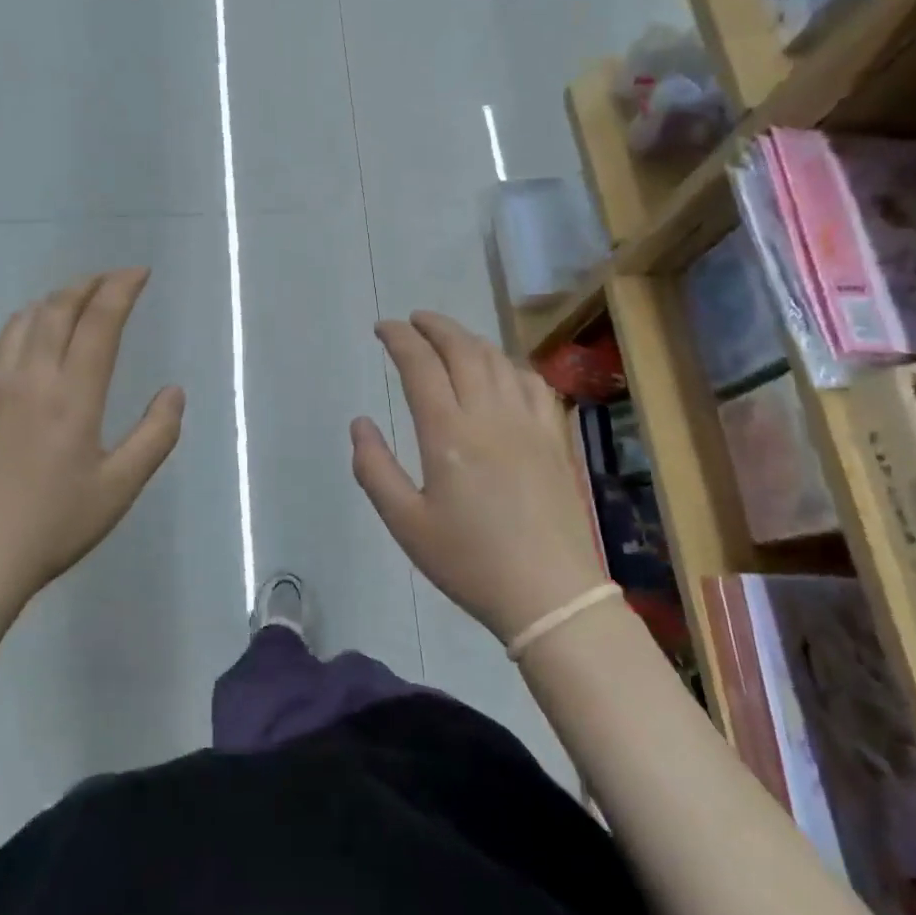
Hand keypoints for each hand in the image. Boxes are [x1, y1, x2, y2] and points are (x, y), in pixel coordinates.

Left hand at [0, 269, 185, 603]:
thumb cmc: (55, 524)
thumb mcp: (120, 487)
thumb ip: (156, 435)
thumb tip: (173, 390)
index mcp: (73, 394)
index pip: (100, 320)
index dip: (121, 288)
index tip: (139, 274)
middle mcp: (30, 375)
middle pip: (58, 307)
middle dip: (88, 284)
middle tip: (110, 280)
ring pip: (21, 321)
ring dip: (52, 302)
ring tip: (71, 304)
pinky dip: (14, 330)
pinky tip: (21, 342)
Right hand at [351, 312, 607, 643]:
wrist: (550, 595)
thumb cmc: (469, 561)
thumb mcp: (405, 523)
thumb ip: (374, 468)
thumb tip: (360, 423)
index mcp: (448, 433)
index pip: (420, 365)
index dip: (399, 338)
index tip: (382, 328)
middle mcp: (489, 414)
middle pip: (461, 349)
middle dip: (434, 326)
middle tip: (413, 320)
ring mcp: (528, 423)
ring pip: (498, 360)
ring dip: (470, 339)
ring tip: (450, 338)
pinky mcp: (555, 437)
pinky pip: (533, 383)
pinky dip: (510, 364)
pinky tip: (502, 371)